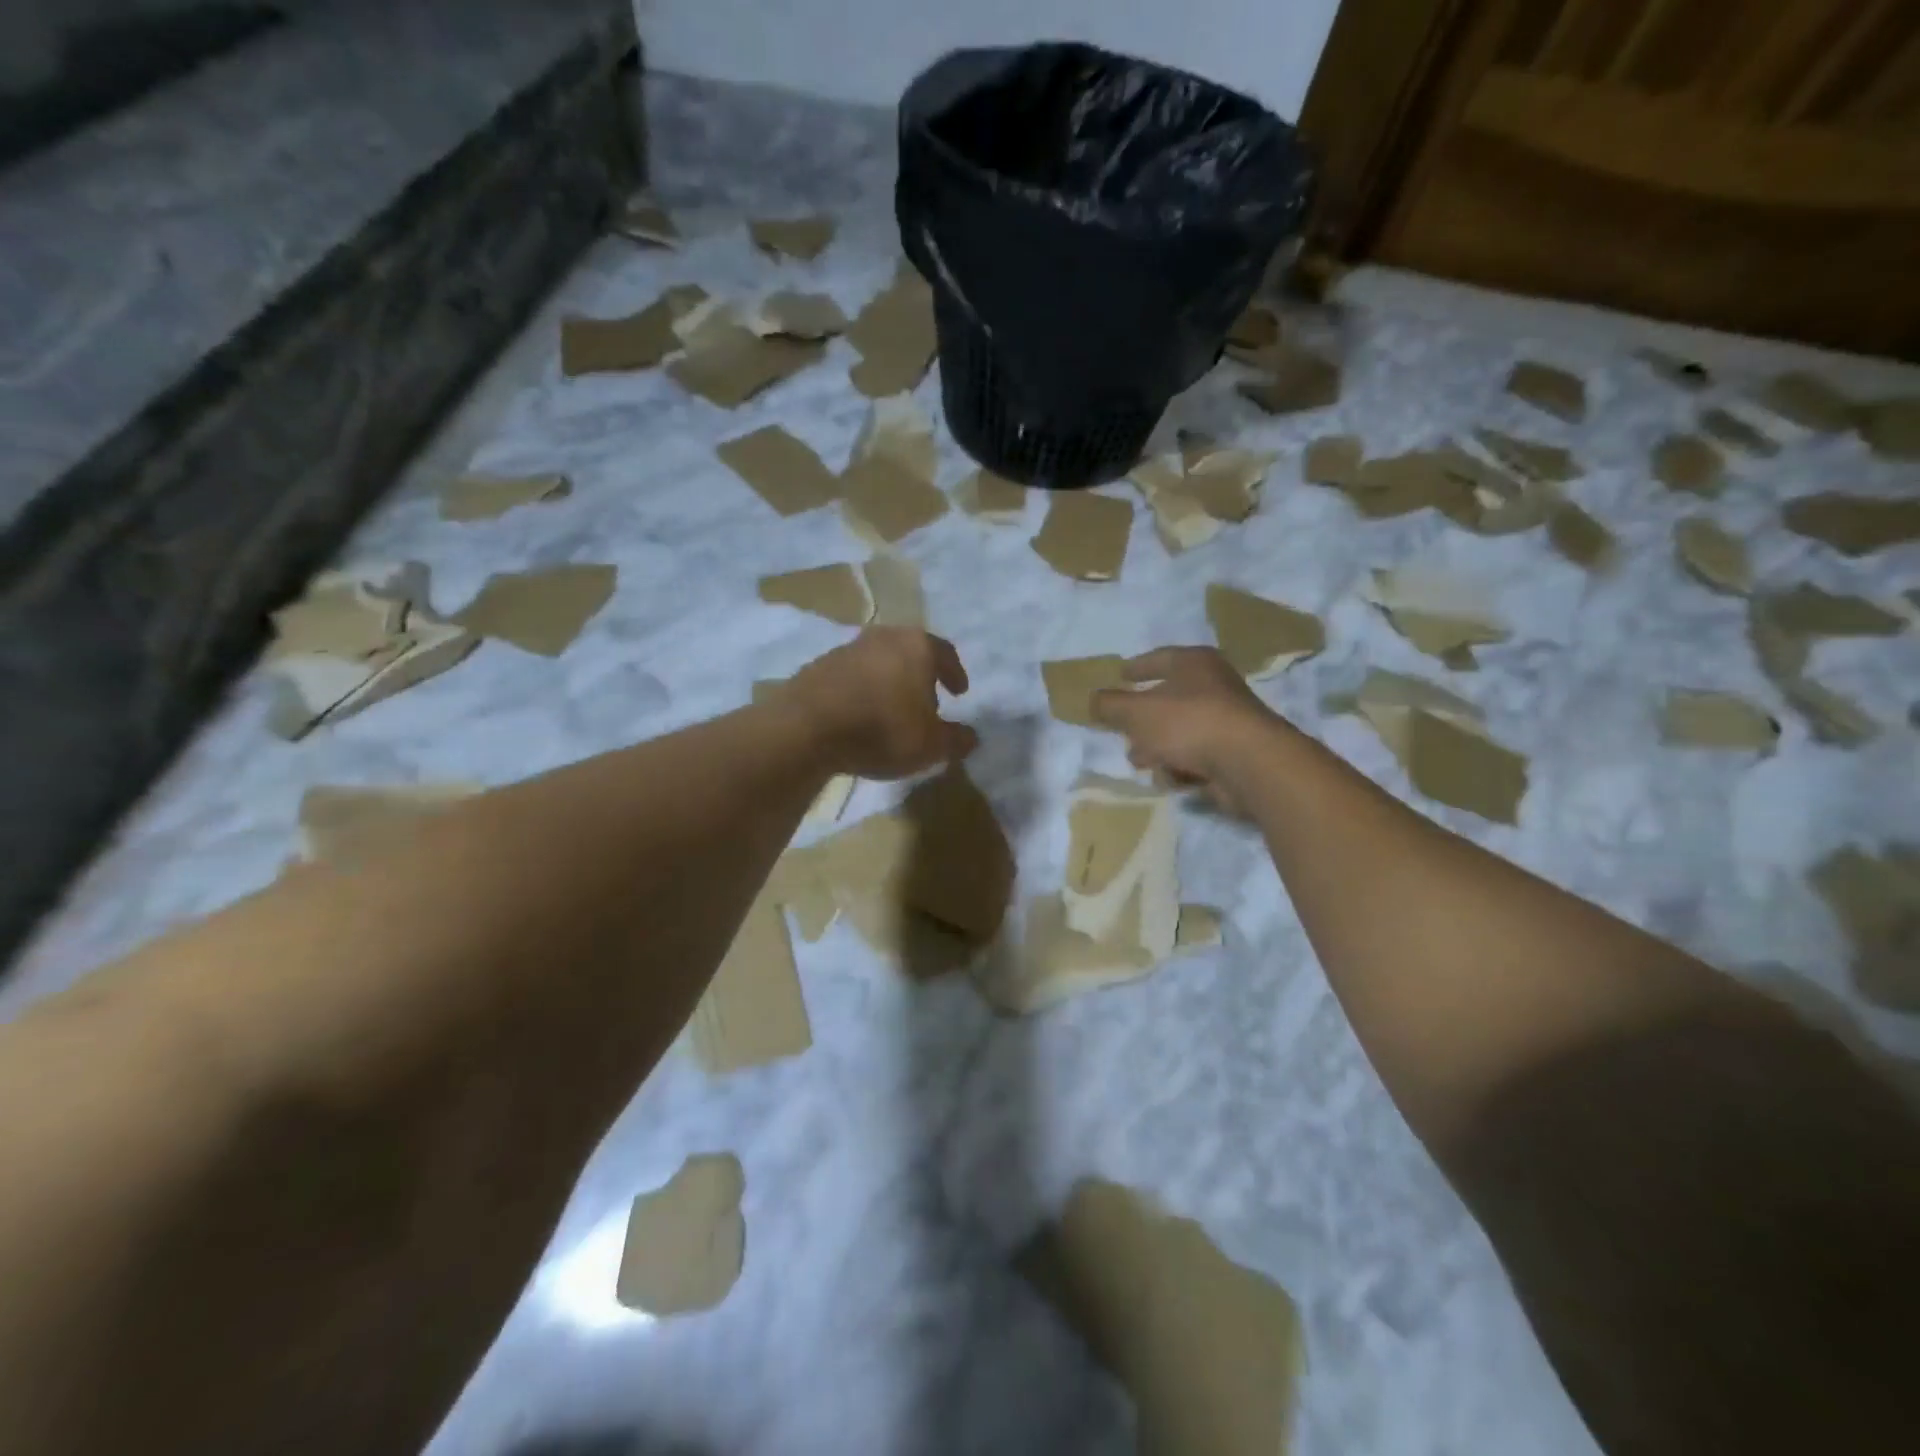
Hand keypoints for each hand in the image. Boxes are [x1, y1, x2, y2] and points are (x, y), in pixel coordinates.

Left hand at [784, 628, 977, 779]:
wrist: (807, 729)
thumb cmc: (883, 730)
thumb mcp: (931, 746)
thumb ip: (957, 740)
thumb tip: (971, 737)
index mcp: (917, 646)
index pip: (946, 653)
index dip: (955, 674)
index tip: (960, 692)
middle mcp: (884, 637)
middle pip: (911, 652)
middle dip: (921, 675)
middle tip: (927, 700)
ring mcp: (847, 648)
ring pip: (880, 661)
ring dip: (890, 682)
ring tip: (893, 710)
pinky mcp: (818, 665)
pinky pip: (852, 676)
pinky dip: (862, 690)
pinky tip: (861, 714)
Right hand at [1091, 647, 1284, 812]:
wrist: (1247, 763)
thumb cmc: (1188, 723)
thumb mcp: (1136, 712)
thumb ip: (1110, 705)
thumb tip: (1093, 700)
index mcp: (1194, 663)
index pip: (1160, 658)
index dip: (1137, 667)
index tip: (1120, 675)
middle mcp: (1215, 685)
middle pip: (1170, 697)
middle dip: (1143, 716)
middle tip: (1123, 728)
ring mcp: (1227, 720)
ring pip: (1181, 730)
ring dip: (1158, 745)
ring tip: (1139, 761)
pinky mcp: (1234, 752)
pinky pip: (1197, 755)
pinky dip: (1180, 764)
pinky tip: (1168, 776)